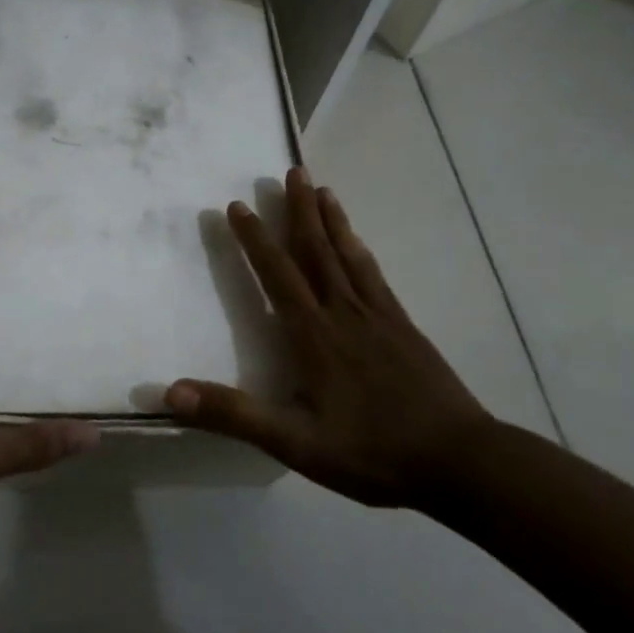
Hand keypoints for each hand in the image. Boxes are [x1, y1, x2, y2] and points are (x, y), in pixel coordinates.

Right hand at [166, 167, 493, 506]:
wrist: (461, 462)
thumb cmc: (373, 453)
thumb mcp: (296, 444)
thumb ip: (235, 415)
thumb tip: (172, 392)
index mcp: (313, 337)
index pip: (277, 276)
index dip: (255, 240)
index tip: (237, 205)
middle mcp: (343, 314)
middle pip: (316, 251)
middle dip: (298, 211)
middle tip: (291, 170)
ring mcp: (378, 316)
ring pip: (347, 255)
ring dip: (331, 219)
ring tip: (320, 188)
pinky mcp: (404, 326)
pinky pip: (374, 274)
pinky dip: (359, 249)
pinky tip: (358, 243)